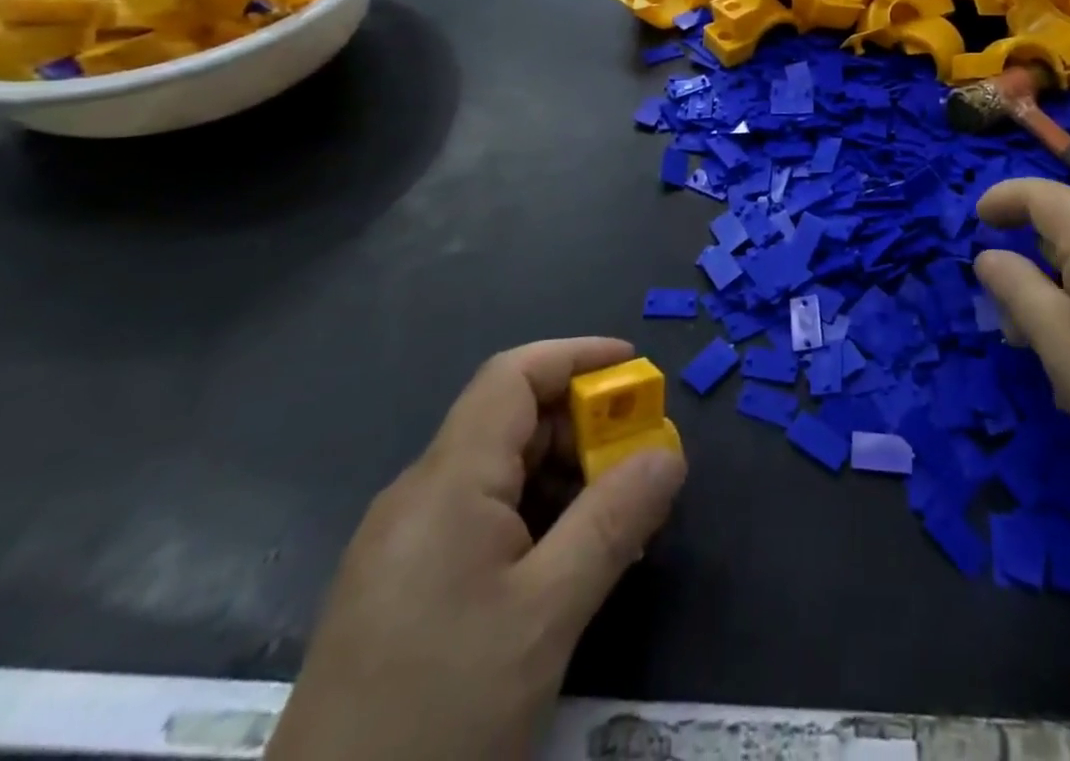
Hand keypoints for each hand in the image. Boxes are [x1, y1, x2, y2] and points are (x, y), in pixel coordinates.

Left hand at [265, 338, 686, 760]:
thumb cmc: (441, 713)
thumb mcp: (546, 616)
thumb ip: (613, 522)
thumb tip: (669, 455)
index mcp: (446, 482)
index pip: (513, 376)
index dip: (577, 355)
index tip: (635, 367)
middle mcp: (419, 495)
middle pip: (510, 422)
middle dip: (581, 424)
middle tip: (641, 456)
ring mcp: (404, 543)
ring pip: (498, 472)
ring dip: (563, 475)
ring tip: (617, 514)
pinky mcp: (400, 587)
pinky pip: (479, 518)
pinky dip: (534, 515)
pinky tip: (567, 560)